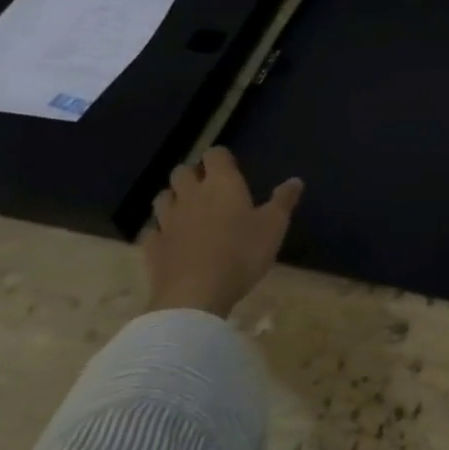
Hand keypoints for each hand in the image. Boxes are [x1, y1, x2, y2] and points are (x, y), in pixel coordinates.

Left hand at [140, 147, 302, 317]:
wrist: (195, 295)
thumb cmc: (242, 253)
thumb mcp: (274, 226)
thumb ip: (283, 201)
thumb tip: (296, 180)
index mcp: (222, 184)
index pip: (215, 154)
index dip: (221, 158)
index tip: (230, 167)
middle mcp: (191, 194)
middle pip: (182, 171)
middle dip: (193, 175)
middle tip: (207, 188)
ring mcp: (167, 220)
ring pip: (163, 197)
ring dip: (174, 199)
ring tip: (187, 210)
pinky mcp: (152, 246)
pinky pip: (152, 229)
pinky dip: (160, 230)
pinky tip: (171, 239)